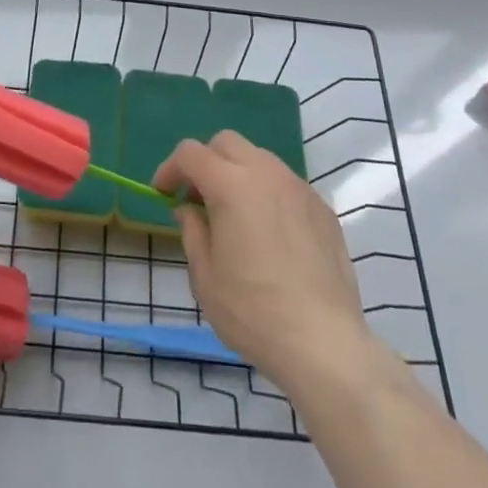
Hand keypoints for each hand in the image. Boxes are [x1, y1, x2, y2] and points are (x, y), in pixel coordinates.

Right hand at [155, 132, 388, 398]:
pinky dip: (268, 194)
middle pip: (227, 143)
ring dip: (239, 174)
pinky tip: (270, 234)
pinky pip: (286, 185)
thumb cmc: (253, 311)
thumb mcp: (205, 276)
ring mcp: (299, 188)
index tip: (163, 193)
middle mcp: (266, 173)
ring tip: (236, 215)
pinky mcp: (324, 209)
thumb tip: (190, 209)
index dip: (170, 168)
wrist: (324, 344)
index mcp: (231, 185)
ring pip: (260, 159)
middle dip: (206, 162)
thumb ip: (192, 231)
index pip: (190, 153)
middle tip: (199, 199)